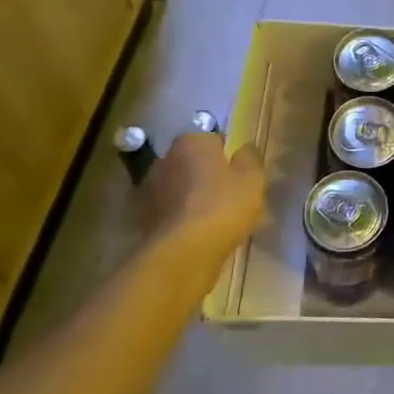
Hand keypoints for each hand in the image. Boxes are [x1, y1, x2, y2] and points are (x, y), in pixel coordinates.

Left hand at [142, 132, 265, 267]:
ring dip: (189, 196)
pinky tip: (193, 234)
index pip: (214, 140)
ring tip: (209, 219)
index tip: (238, 175)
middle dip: (205, 174)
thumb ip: (250, 158)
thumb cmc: (223, 206)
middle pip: (191, 162)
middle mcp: (165, 158)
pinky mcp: (140, 218)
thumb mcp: (252, 179)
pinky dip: (178, 217)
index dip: (228, 157)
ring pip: (177, 187)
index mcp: (192, 142)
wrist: (183, 253)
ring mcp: (148, 189)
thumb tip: (244, 149)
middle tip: (226, 195)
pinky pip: (167, 211)